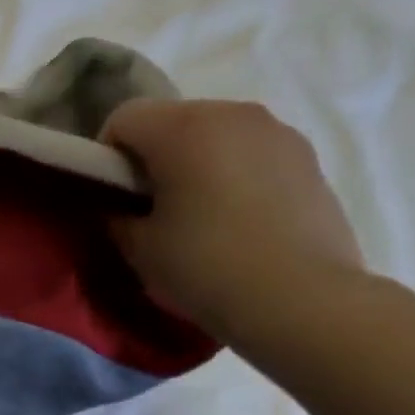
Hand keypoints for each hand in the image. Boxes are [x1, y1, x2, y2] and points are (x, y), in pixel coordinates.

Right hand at [99, 99, 365, 338]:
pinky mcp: (308, 158)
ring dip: (196, 161)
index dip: (106, 154)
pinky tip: (236, 219)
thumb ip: (117, 215)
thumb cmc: (205, 266)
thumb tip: (121, 206)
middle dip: (152, 155)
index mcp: (184, 128)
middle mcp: (233, 114)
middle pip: (172, 120)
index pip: (123, 118)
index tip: (111, 195)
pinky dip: (233, 173)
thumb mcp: (139, 247)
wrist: (301, 300)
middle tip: (149, 206)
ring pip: (215, 134)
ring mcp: (278, 132)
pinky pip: (251, 153)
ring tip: (197, 213)